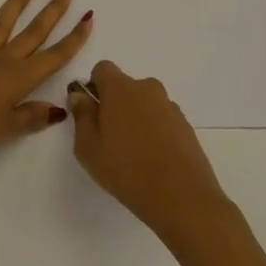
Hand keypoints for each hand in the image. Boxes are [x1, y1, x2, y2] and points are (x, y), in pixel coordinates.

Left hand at [0, 0, 91, 153]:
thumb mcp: (8, 129)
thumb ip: (33, 117)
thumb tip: (60, 108)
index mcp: (21, 78)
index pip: (54, 56)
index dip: (74, 38)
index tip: (88, 16)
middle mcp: (4, 59)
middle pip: (34, 31)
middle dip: (54, 8)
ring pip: (4, 21)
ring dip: (20, 0)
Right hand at [66, 60, 232, 243]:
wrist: (182, 197)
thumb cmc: (126, 170)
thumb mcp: (88, 148)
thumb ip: (81, 116)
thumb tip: (80, 95)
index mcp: (120, 88)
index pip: (103, 69)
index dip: (94, 86)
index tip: (92, 112)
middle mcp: (147, 88)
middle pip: (125, 86)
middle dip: (115, 104)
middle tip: (109, 138)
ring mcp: (170, 106)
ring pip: (144, 103)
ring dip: (136, 118)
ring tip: (133, 154)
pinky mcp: (185, 125)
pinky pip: (162, 119)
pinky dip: (154, 131)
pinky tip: (153, 160)